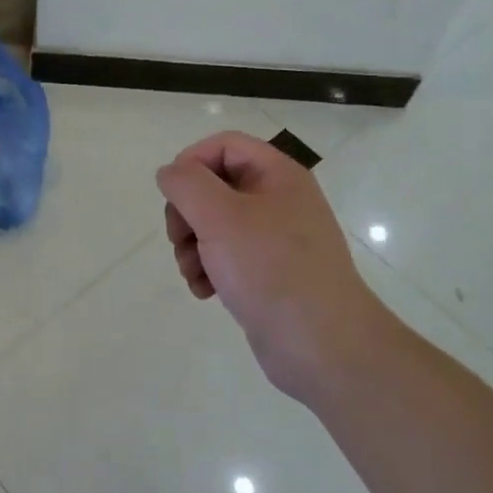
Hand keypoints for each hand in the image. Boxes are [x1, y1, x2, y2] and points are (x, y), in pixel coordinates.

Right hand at [155, 131, 377, 405]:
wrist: (323, 346)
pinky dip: (208, 269)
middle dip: (187, 213)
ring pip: (214, 224)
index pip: (224, 145)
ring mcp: (275, 238)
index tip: (173, 195)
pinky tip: (206, 291)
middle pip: (214, 185)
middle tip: (179, 239)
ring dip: (192, 245)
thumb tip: (170, 173)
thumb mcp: (220, 217)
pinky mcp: (269, 272)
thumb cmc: (271, 270)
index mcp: (278, 175)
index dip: (191, 163)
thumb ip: (187, 184)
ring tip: (193, 273)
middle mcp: (279, 200)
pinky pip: (226, 256)